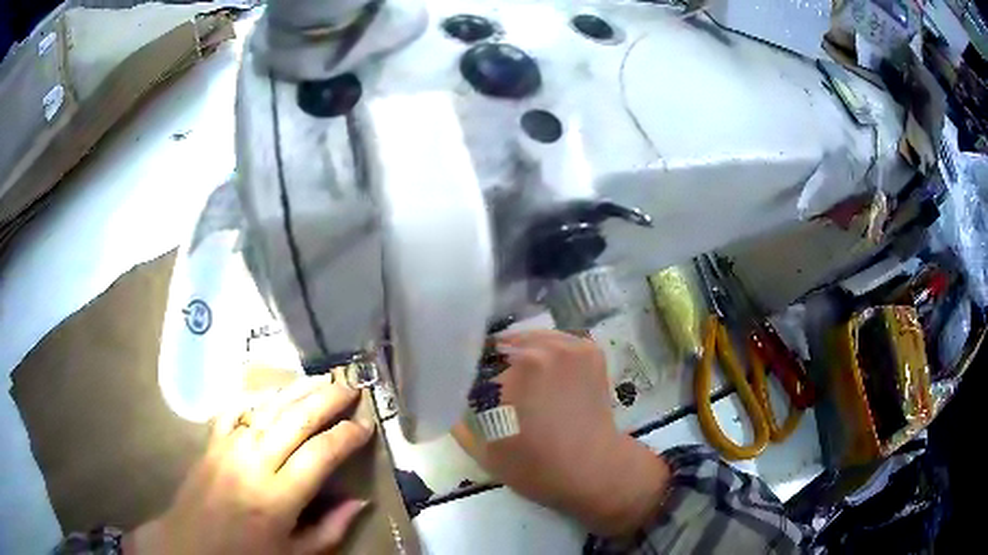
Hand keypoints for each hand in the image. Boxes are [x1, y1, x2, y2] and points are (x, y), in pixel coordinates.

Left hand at [127, 377, 373, 554]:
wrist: (190, 546)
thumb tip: (360, 501)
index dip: (346, 437)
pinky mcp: (211, 441)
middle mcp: (253, 462)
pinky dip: (257, 397)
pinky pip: (236, 409)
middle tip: (352, 386)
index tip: (367, 425)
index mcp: (277, 497)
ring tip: (322, 378)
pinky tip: (274, 391)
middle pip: (295, 420)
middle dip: (327, 399)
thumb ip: (331, 529)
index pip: (320, 455)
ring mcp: (228, 446)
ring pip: (268, 407)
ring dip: (298, 390)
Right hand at [454, 330, 670, 536]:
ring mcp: (569, 345)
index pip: (475, 362)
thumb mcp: (483, 451)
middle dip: (494, 366)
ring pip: (529, 341)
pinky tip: (548, 376)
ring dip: (521, 356)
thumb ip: (457, 420)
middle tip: (497, 391)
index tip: (468, 390)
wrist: (594, 470)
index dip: (468, 376)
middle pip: (502, 347)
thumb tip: (446, 397)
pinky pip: (555, 342)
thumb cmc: (536, 466)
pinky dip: (547, 354)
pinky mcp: (588, 349)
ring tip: (524, 384)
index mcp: (513, 371)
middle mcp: (541, 348)